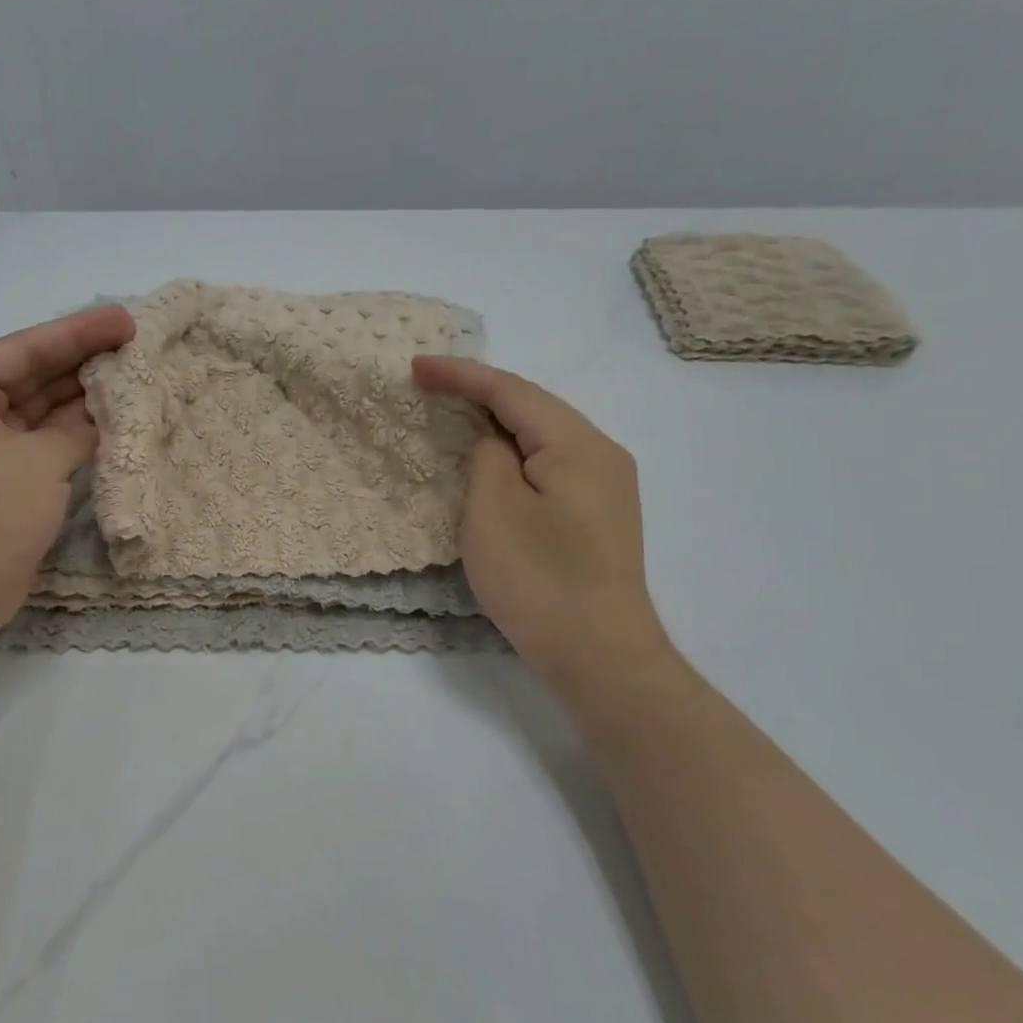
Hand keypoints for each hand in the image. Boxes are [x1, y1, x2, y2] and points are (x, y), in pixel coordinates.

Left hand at [0, 305, 135, 649]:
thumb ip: (77, 428)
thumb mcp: (38, 462)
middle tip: (134, 344)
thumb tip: (105, 412)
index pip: (21, 350)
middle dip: (80, 362)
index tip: (124, 320)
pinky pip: (38, 444)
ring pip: (36, 412)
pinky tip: (110, 420)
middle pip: (28, 377)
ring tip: (130, 376)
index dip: (75, 332)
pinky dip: (70, 435)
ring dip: (79, 399)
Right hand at [413, 356, 673, 693]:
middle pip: (533, 407)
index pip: (512, 391)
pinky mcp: (600, 514)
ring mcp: (607, 486)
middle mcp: (602, 454)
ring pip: (543, 436)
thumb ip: (487, 456)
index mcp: (578, 444)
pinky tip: (493, 461)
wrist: (600, 656)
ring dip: (497, 423)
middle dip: (480, 393)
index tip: (415, 367)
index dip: (461, 375)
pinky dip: (515, 453)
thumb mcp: (493, 511)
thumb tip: (493, 441)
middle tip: (430, 387)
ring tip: (454, 414)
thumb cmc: (538, 580)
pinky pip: (551, 464)